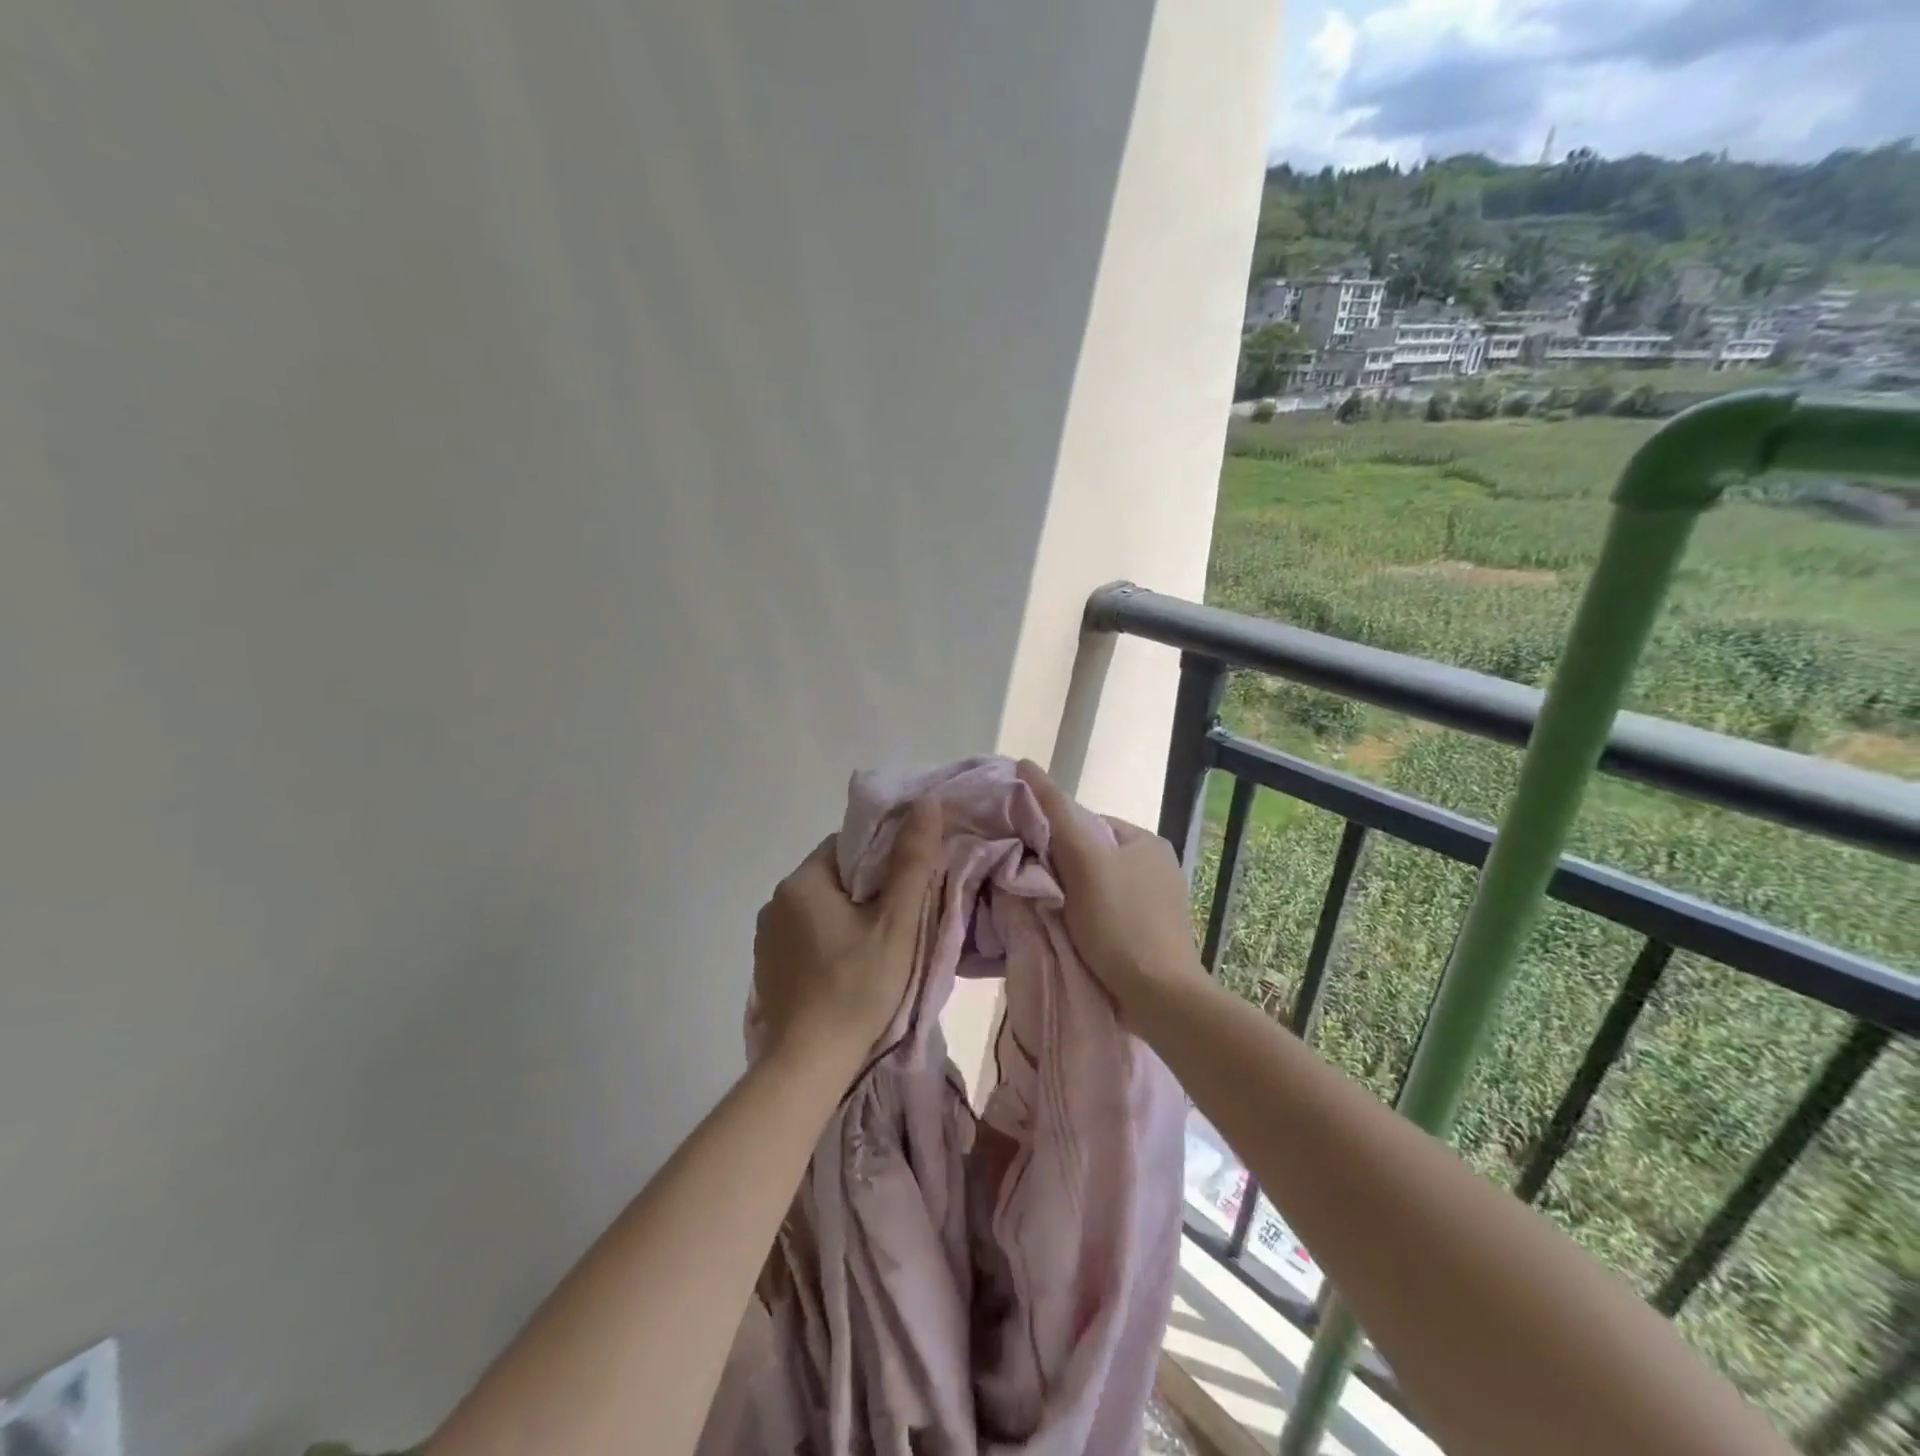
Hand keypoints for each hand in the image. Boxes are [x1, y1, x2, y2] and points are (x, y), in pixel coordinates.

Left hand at [752, 798, 942, 1065]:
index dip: (881, 859)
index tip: (905, 884)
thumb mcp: (896, 922)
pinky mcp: (766, 968)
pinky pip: (803, 937)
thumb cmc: (858, 985)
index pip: (846, 846)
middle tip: (898, 919)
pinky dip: (826, 943)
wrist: (810, 1062)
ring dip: (845, 917)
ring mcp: (765, 937)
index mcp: (802, 881)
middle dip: (865, 891)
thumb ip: (911, 860)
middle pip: (832, 877)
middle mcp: (775, 901)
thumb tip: (926, 803)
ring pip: (818, 909)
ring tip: (875, 947)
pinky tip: (845, 969)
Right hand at [1016, 761, 1204, 1018]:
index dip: (1053, 836)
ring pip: (1098, 887)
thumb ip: (1055, 814)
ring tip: (1048, 914)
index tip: (1028, 859)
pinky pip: (1110, 915)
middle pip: (1092, 856)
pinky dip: (1089, 920)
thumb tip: (1026, 764)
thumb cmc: (1119, 923)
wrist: (1160, 997)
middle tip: (1033, 889)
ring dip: (1072, 896)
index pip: (1086, 823)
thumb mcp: (1083, 861)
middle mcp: (1157, 865)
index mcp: (1146, 840)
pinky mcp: (1154, 935)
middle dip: (1061, 869)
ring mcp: (1159, 903)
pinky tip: (1074, 935)